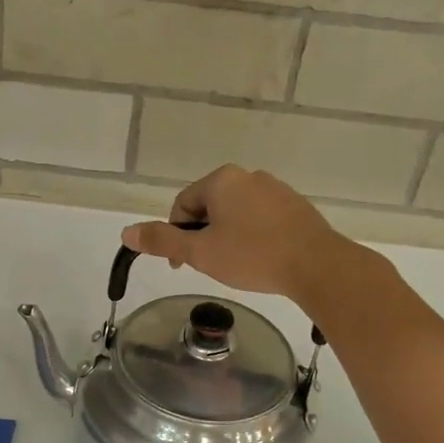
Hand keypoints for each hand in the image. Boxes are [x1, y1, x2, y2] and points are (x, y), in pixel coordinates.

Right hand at [120, 165, 358, 302]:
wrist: (317, 265)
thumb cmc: (252, 255)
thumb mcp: (200, 252)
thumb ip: (162, 240)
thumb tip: (126, 232)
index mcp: (222, 180)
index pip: (183, 205)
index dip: (176, 236)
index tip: (182, 265)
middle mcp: (248, 176)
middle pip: (209, 207)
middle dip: (203, 236)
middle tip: (210, 266)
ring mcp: (276, 189)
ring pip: (236, 214)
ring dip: (227, 237)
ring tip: (237, 266)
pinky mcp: (296, 207)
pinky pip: (262, 219)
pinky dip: (253, 237)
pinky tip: (261, 260)